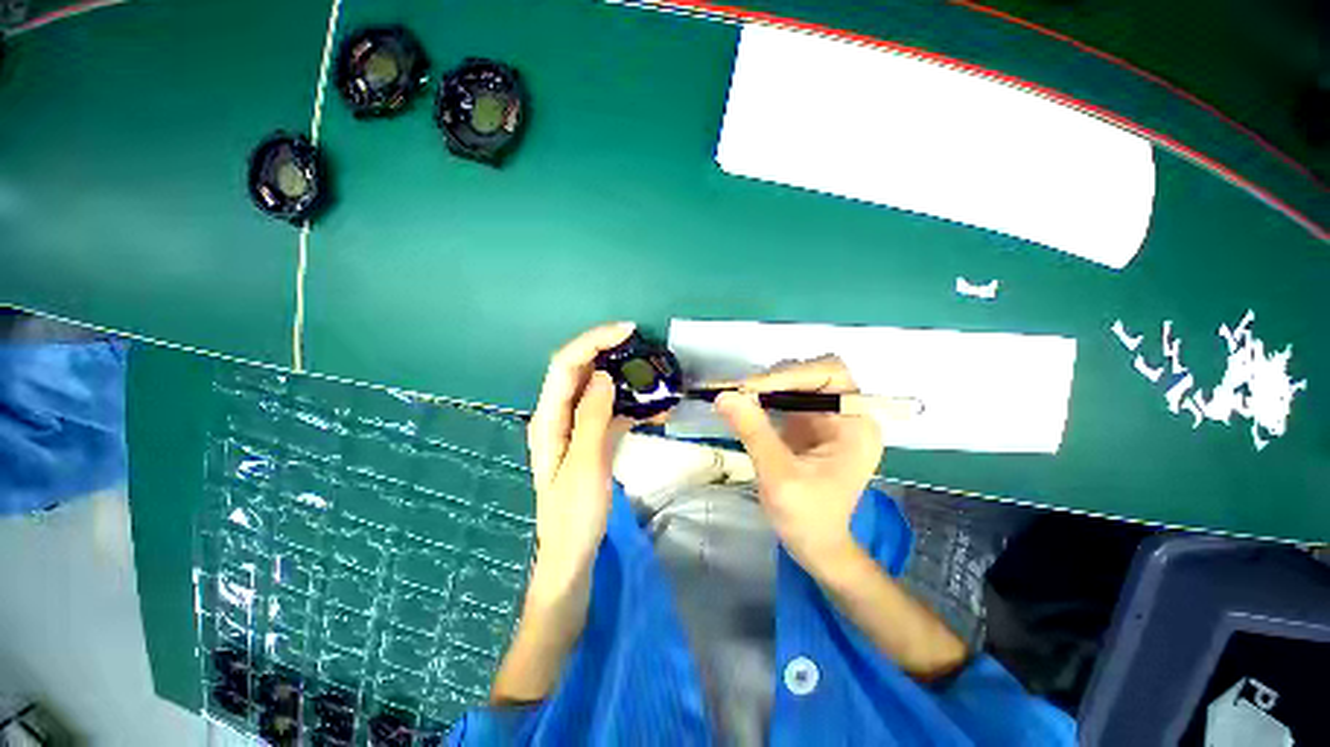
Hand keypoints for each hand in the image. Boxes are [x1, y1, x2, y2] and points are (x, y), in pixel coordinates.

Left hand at [526, 322, 635, 594]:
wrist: (573, 554)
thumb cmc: (574, 515)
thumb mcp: (585, 466)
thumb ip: (591, 418)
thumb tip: (604, 376)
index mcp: (548, 419)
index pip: (566, 365)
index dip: (594, 341)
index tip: (627, 332)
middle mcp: (558, 415)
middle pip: (580, 370)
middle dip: (609, 351)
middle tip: (643, 346)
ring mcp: (577, 426)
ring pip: (598, 388)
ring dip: (624, 376)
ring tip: (653, 373)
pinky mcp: (593, 437)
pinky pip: (611, 410)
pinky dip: (632, 404)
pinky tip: (656, 410)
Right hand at [714, 355, 882, 572]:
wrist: (815, 545)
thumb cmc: (807, 517)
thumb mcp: (778, 475)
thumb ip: (753, 432)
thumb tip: (724, 395)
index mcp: (856, 425)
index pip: (831, 376)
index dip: (792, 375)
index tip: (751, 388)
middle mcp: (848, 414)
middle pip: (815, 373)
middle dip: (778, 377)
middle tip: (742, 391)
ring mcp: (829, 418)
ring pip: (799, 381)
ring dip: (769, 385)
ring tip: (740, 397)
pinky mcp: (811, 424)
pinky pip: (788, 397)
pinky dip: (765, 397)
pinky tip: (746, 405)